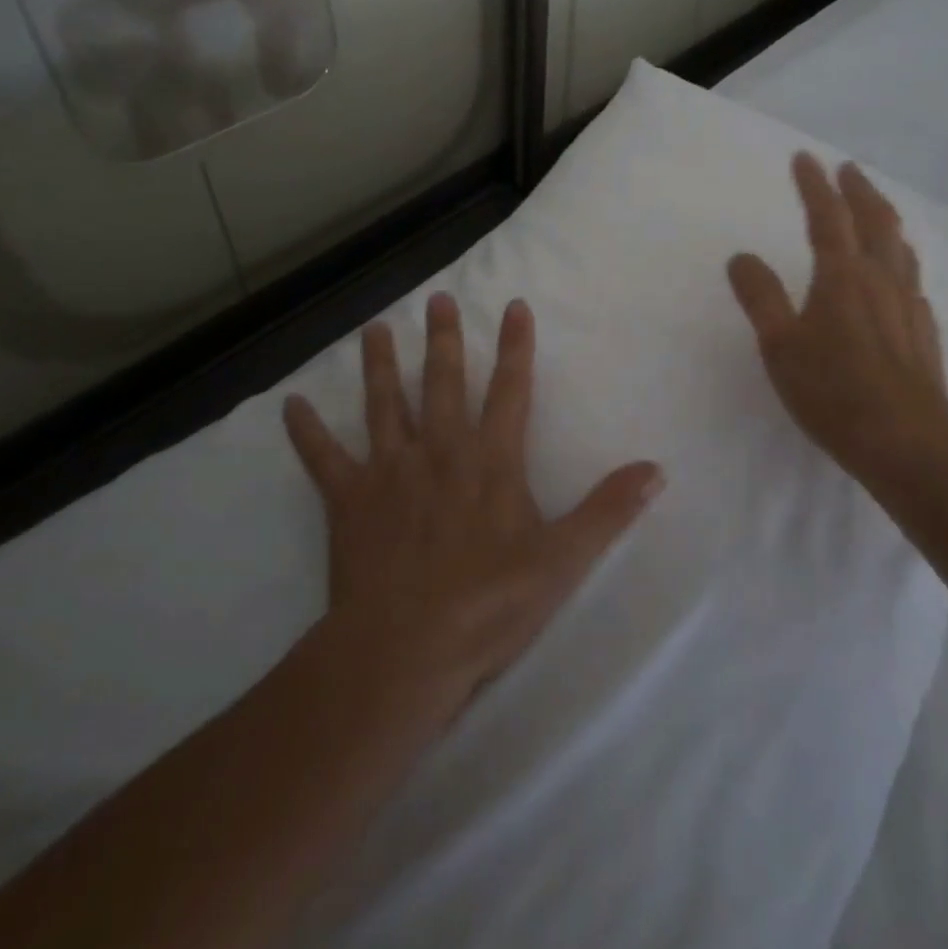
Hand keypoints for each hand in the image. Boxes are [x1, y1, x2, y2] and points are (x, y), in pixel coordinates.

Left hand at [283, 293, 661, 724]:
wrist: (406, 649)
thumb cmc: (489, 604)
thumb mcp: (563, 560)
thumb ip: (608, 510)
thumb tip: (656, 469)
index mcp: (491, 460)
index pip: (510, 390)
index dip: (516, 347)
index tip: (514, 305)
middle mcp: (441, 451)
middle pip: (444, 383)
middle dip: (444, 340)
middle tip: (437, 299)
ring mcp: (391, 472)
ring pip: (385, 405)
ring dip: (380, 366)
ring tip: (374, 329)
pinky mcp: (349, 500)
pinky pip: (323, 458)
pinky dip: (306, 432)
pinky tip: (290, 404)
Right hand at [727, 153, 947, 486]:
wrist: (907, 442)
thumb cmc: (833, 391)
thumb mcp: (780, 346)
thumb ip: (760, 297)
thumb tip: (742, 256)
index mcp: (842, 276)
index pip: (827, 217)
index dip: (814, 185)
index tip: (805, 157)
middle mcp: (880, 279)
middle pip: (875, 220)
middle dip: (859, 189)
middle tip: (847, 169)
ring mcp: (908, 304)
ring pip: (900, 246)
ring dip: (885, 218)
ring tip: (876, 209)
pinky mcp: (924, 331)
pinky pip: (912, 279)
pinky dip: (900, 260)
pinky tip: (898, 277)